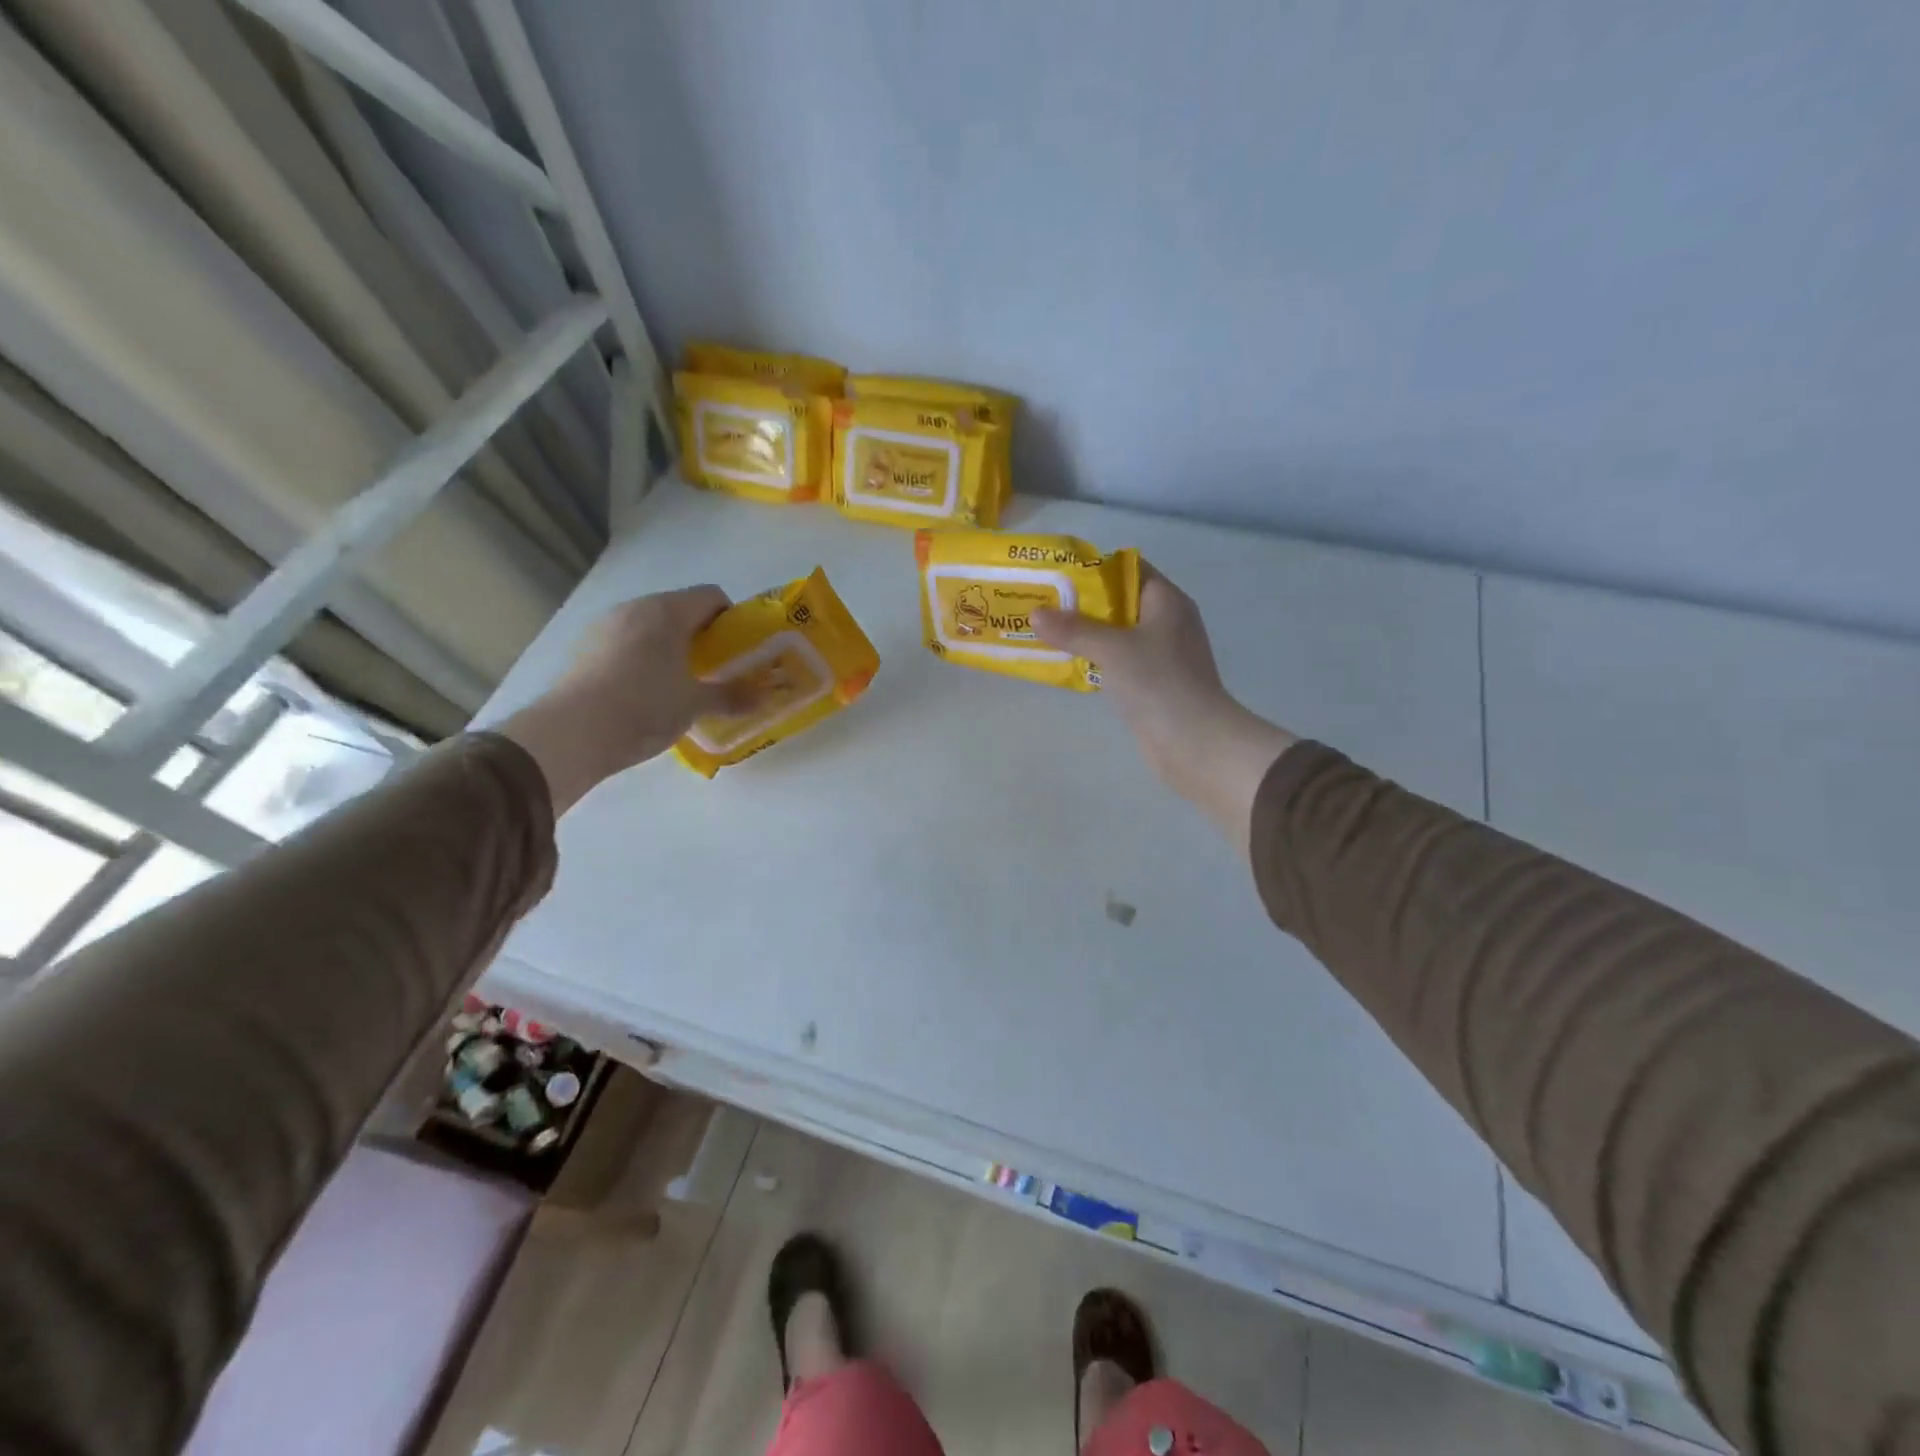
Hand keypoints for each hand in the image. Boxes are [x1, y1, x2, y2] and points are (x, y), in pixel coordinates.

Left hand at [500, 585, 751, 814]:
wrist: (573, 732)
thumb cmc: (645, 706)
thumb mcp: (695, 704)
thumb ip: (732, 696)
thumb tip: (765, 698)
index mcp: (668, 611)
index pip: (711, 596)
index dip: (730, 618)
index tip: (738, 649)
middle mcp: (635, 608)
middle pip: (679, 610)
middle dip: (701, 635)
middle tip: (714, 669)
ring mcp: (605, 626)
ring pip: (650, 627)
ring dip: (669, 647)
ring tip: (679, 683)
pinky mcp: (584, 648)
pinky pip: (625, 643)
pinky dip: (642, 658)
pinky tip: (644, 692)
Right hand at [1032, 567, 1297, 852]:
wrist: (1194, 742)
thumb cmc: (1158, 682)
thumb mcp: (1112, 649)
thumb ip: (1074, 629)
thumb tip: (1036, 614)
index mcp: (1166, 601)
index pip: (1129, 570)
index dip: (1094, 569)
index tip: (1058, 577)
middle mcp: (1168, 622)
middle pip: (1120, 602)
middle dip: (1082, 605)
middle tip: (1043, 606)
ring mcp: (1163, 654)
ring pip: (1118, 634)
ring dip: (1086, 635)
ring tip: (1048, 634)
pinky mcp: (1155, 683)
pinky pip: (1120, 662)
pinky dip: (1097, 660)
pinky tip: (1069, 665)